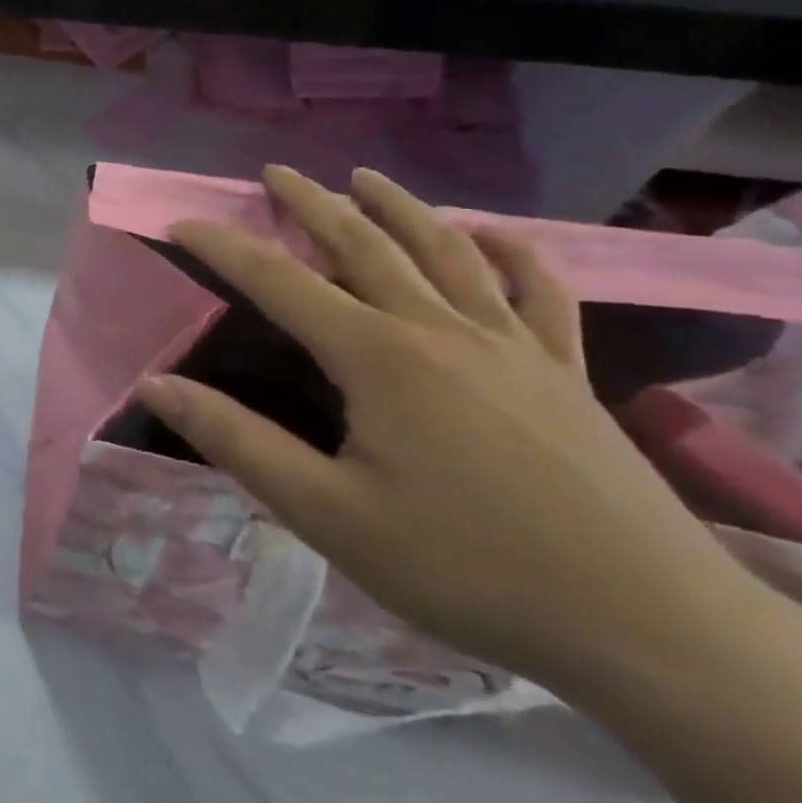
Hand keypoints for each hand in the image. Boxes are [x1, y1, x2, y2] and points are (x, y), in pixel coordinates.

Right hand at [133, 165, 759, 694]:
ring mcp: (514, 347)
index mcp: (379, 357)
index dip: (225, 248)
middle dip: (312, 204)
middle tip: (274, 173)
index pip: (279, 282)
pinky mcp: (567, 374)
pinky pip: (542, 293)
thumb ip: (235, 440)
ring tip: (365, 177)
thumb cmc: (464, 567)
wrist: (648, 629)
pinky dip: (515, 253)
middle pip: (365, 245)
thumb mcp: (326, 512)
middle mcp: (442, 330)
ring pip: (448, 252)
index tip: (182, 224)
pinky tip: (495, 234)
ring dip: (401, 207)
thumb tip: (154, 384)